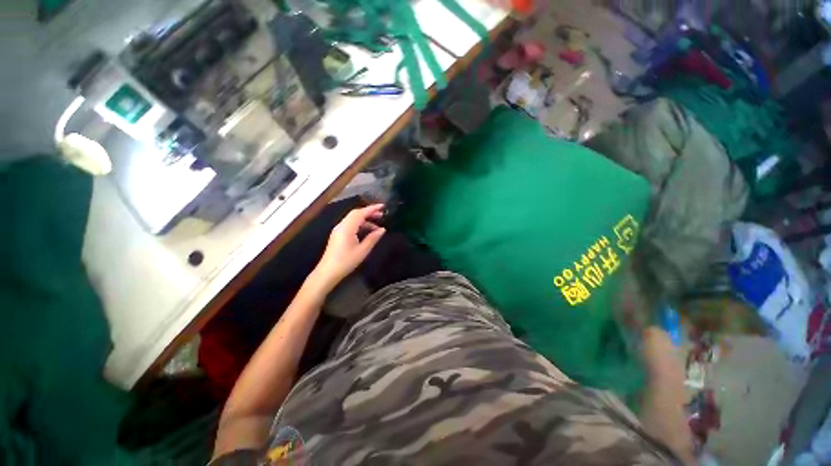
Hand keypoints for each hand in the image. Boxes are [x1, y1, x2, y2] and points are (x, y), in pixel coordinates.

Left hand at [309, 205, 385, 292]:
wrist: (327, 272)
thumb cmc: (346, 262)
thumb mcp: (362, 251)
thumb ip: (373, 238)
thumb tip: (382, 229)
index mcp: (347, 228)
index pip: (360, 213)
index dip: (372, 208)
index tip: (383, 206)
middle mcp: (341, 225)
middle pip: (356, 213)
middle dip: (369, 212)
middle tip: (382, 215)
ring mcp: (338, 229)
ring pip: (353, 219)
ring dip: (365, 220)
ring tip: (377, 226)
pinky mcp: (338, 234)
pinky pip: (350, 224)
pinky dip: (360, 224)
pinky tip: (367, 231)